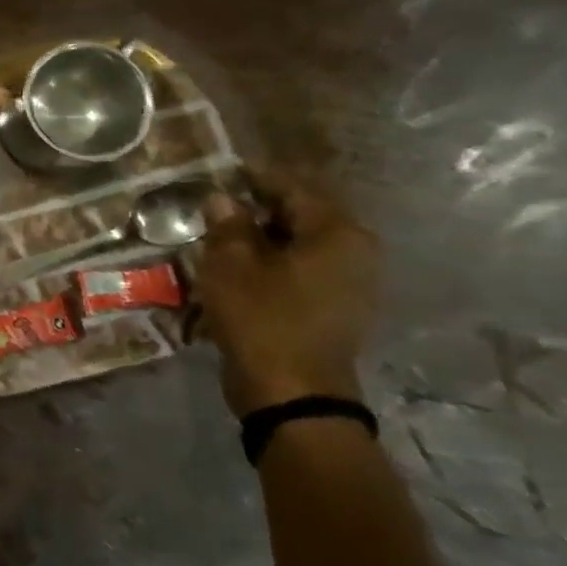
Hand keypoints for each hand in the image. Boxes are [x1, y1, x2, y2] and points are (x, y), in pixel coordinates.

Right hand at [196, 171, 380, 416]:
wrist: (292, 392)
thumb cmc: (262, 318)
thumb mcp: (231, 264)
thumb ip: (228, 225)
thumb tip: (223, 199)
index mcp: (338, 234)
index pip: (294, 189)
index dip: (254, 178)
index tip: (220, 172)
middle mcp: (354, 253)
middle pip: (299, 217)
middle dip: (255, 211)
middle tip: (212, 208)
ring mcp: (349, 285)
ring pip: (296, 246)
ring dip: (258, 241)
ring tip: (217, 240)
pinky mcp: (333, 309)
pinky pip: (298, 272)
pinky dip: (268, 266)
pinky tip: (235, 272)